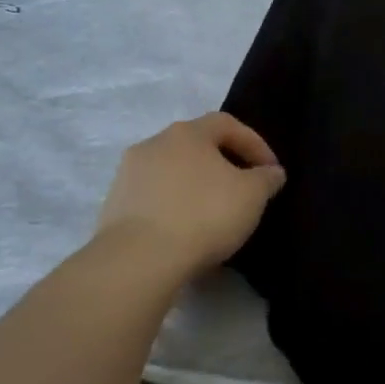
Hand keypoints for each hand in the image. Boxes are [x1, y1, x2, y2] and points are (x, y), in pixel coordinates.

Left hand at [96, 113, 286, 277]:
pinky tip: (186, 231)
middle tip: (243, 190)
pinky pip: (154, 198)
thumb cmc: (203, 215)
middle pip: (196, 146)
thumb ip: (266, 178)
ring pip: (172, 172)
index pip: (227, 124)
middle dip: (223, 164)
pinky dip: (173, 207)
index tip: (270, 171)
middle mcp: (154, 143)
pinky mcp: (113, 205)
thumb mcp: (252, 195)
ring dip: (195, 186)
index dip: (254, 143)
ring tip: (214, 214)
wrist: (139, 259)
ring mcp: (128, 174)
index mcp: (187, 132)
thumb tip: (271, 172)